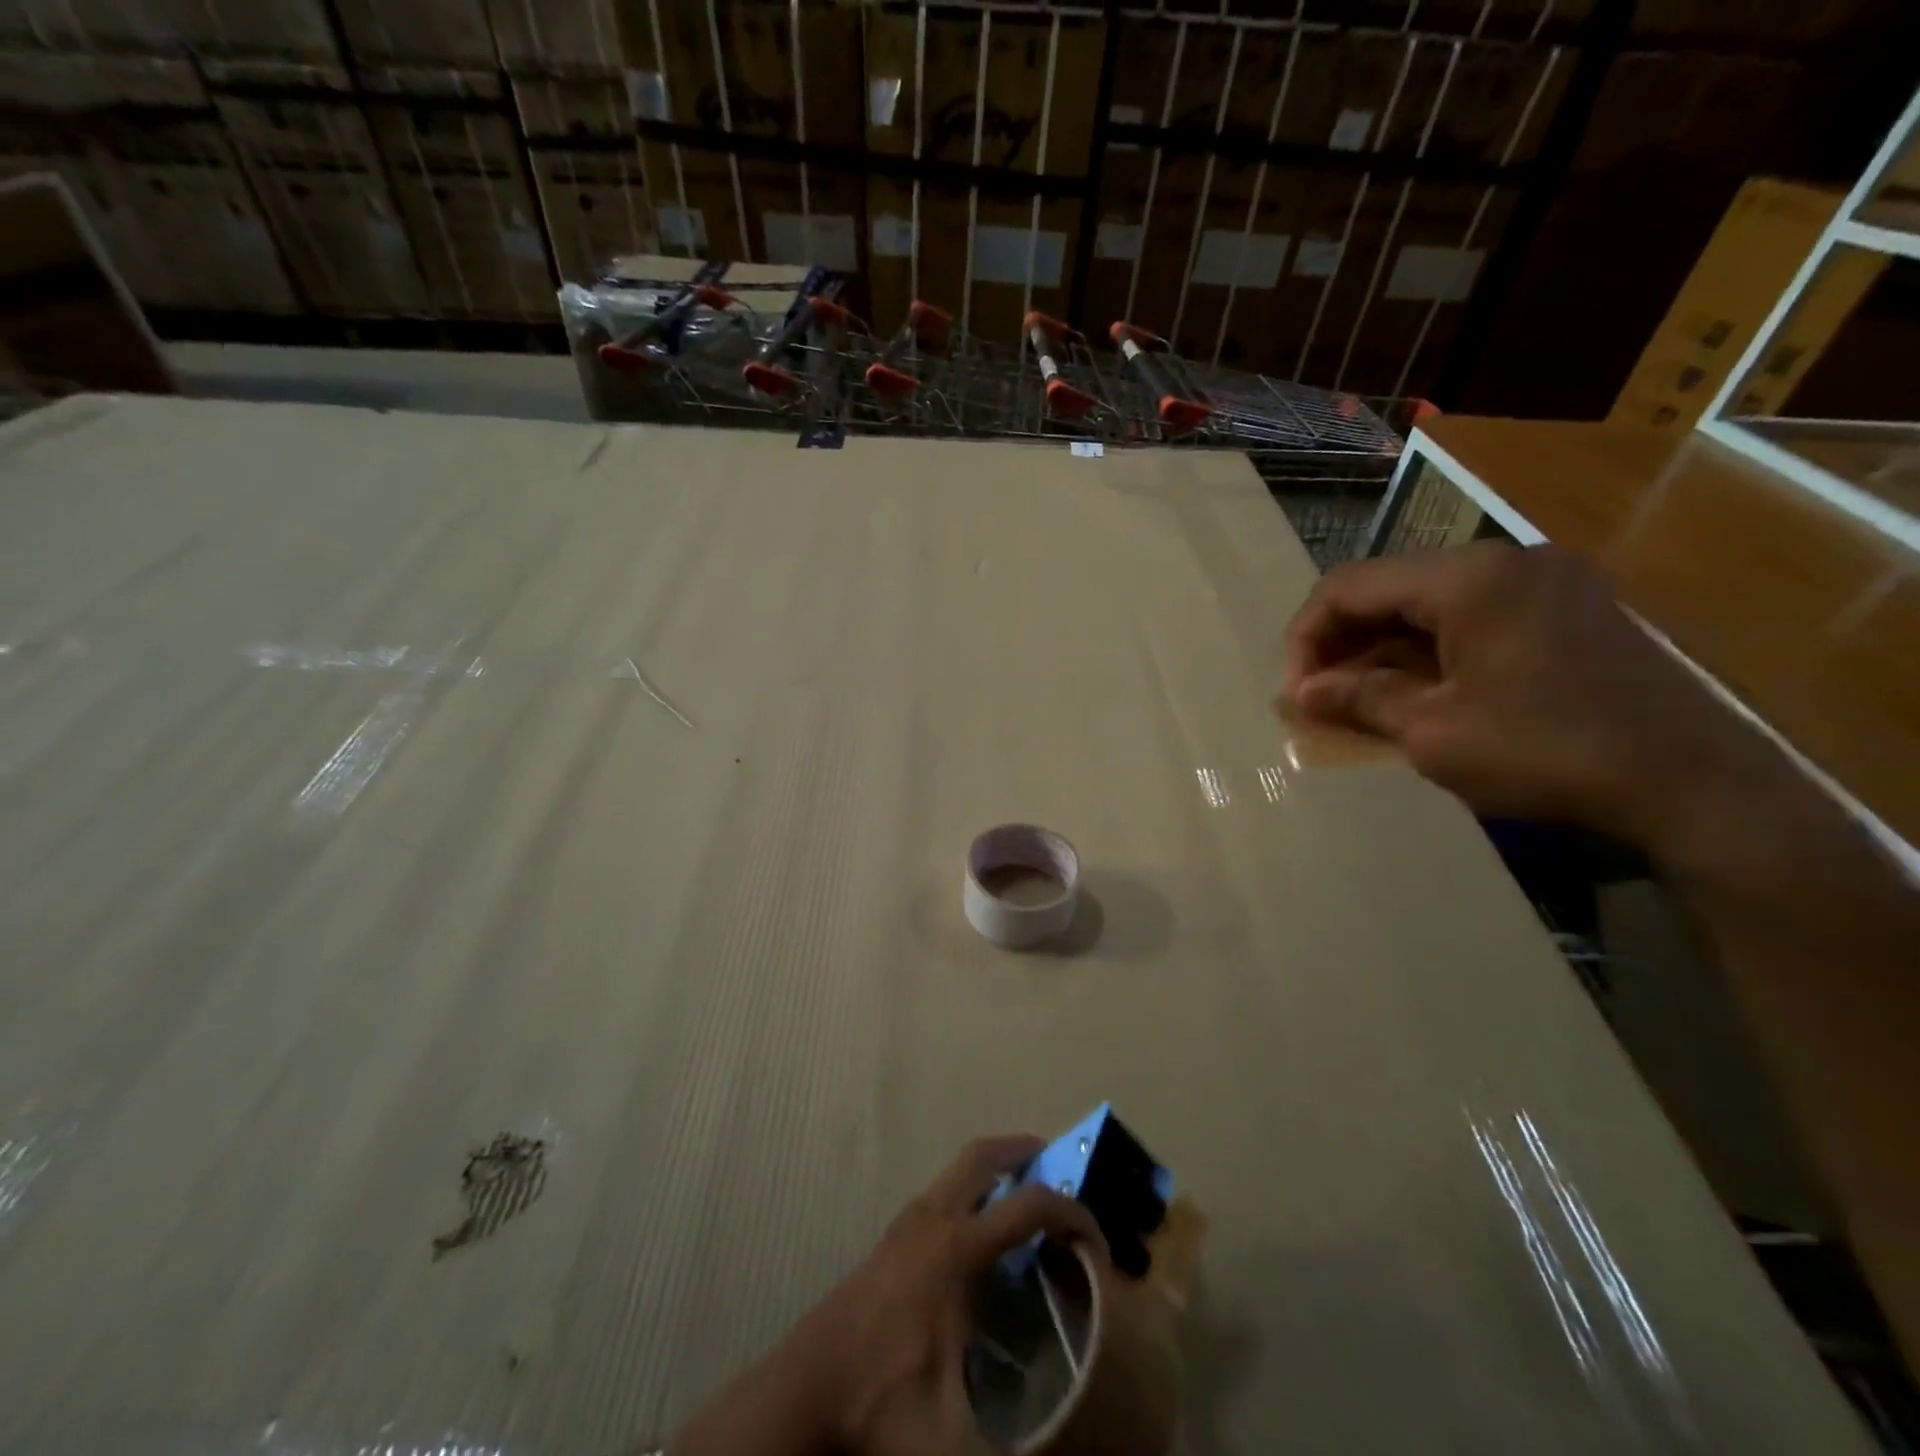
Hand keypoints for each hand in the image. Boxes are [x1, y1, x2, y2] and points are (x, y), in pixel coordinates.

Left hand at [814, 1134, 1106, 1455]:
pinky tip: (982, 1231)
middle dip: (1023, 1150)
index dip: (1072, 1215)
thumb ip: (1008, 1450)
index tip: (1097, 1243)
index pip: (1029, 1206)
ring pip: (958, 1167)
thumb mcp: (950, 1434)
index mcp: (956, 1249)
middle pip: (983, 1155)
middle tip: (1056, 1163)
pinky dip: (972, 1188)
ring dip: (995, 1167)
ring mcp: (908, 1220)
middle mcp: (933, 1217)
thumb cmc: (881, 1397)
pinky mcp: (893, 1234)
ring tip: (1025, 1193)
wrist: (807, 1387)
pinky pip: (944, 1189)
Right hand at [1282, 543, 1759, 852]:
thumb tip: (1299, 693)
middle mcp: (1504, 560)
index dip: (1305, 637)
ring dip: (1381, 648)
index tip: (1294, 692)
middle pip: (1388, 588)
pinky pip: (1470, 616)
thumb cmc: (1544, 751)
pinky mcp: (1566, 609)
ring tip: (1355, 700)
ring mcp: (1543, 581)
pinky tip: (1411, 691)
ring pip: (1427, 602)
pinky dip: (1428, 650)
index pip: (1348, 586)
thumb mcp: (1432, 730)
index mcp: (1467, 577)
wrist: (1691, 783)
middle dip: (1341, 643)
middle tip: (1317, 698)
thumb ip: (1358, 699)